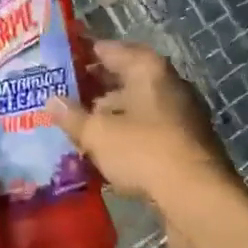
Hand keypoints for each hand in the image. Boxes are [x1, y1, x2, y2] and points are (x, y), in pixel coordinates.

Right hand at [48, 41, 247, 247]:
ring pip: (135, 108)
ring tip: (74, 126)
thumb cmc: (144, 151)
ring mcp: (180, 115)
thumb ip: (72, 115)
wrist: (196, 198)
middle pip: (123, 78)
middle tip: (59, 95)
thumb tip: (51, 100)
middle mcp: (168, 84)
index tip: (56, 58)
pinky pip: (146, 132)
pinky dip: (124, 137)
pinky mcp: (184, 144)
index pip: (108, 49)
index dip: (81, 52)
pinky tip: (101, 152)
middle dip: (92, 88)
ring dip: (108, 116)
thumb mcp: (98, 133)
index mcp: (148, 68)